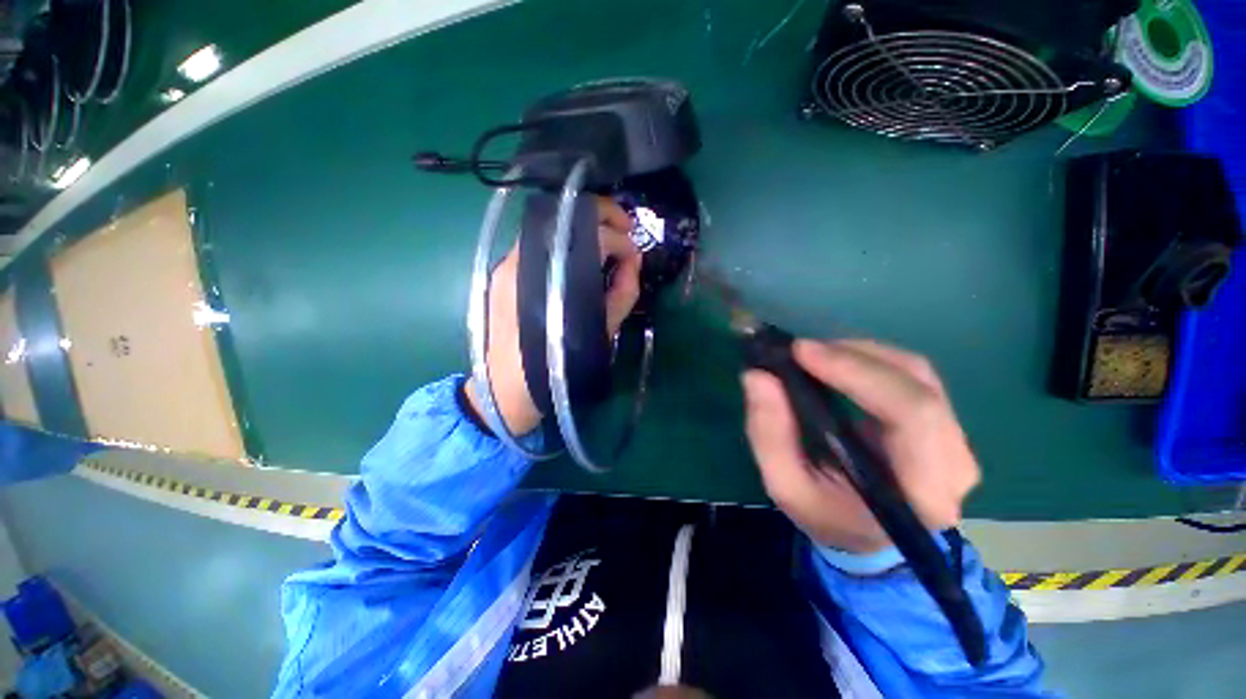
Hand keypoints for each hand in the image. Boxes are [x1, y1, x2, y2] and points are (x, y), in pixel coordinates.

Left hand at [467, 197, 640, 434]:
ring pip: (554, 225)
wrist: (510, 386)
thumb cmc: (562, 363)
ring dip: (584, 227)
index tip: (634, 257)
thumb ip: (624, 291)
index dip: (623, 242)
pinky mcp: (504, 269)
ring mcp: (511, 260)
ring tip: (604, 243)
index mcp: (561, 275)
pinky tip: (575, 259)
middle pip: (570, 214)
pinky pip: (540, 243)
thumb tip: (633, 260)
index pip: (597, 236)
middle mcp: (530, 257)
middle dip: (605, 215)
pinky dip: (564, 242)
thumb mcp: (604, 329)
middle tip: (626, 230)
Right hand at [742, 339, 979, 553]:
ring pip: (918, 373)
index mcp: (922, 493)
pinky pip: (913, 376)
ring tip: (814, 355)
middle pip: (918, 384)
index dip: (857, 373)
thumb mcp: (786, 486)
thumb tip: (757, 376)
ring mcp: (955, 441)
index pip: (911, 414)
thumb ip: (769, 435)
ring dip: (861, 354)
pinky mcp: (943, 424)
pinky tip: (837, 362)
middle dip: (853, 357)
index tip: (802, 352)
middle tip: (800, 350)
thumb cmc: (828, 517)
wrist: (868, 536)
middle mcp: (954, 463)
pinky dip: (870, 360)